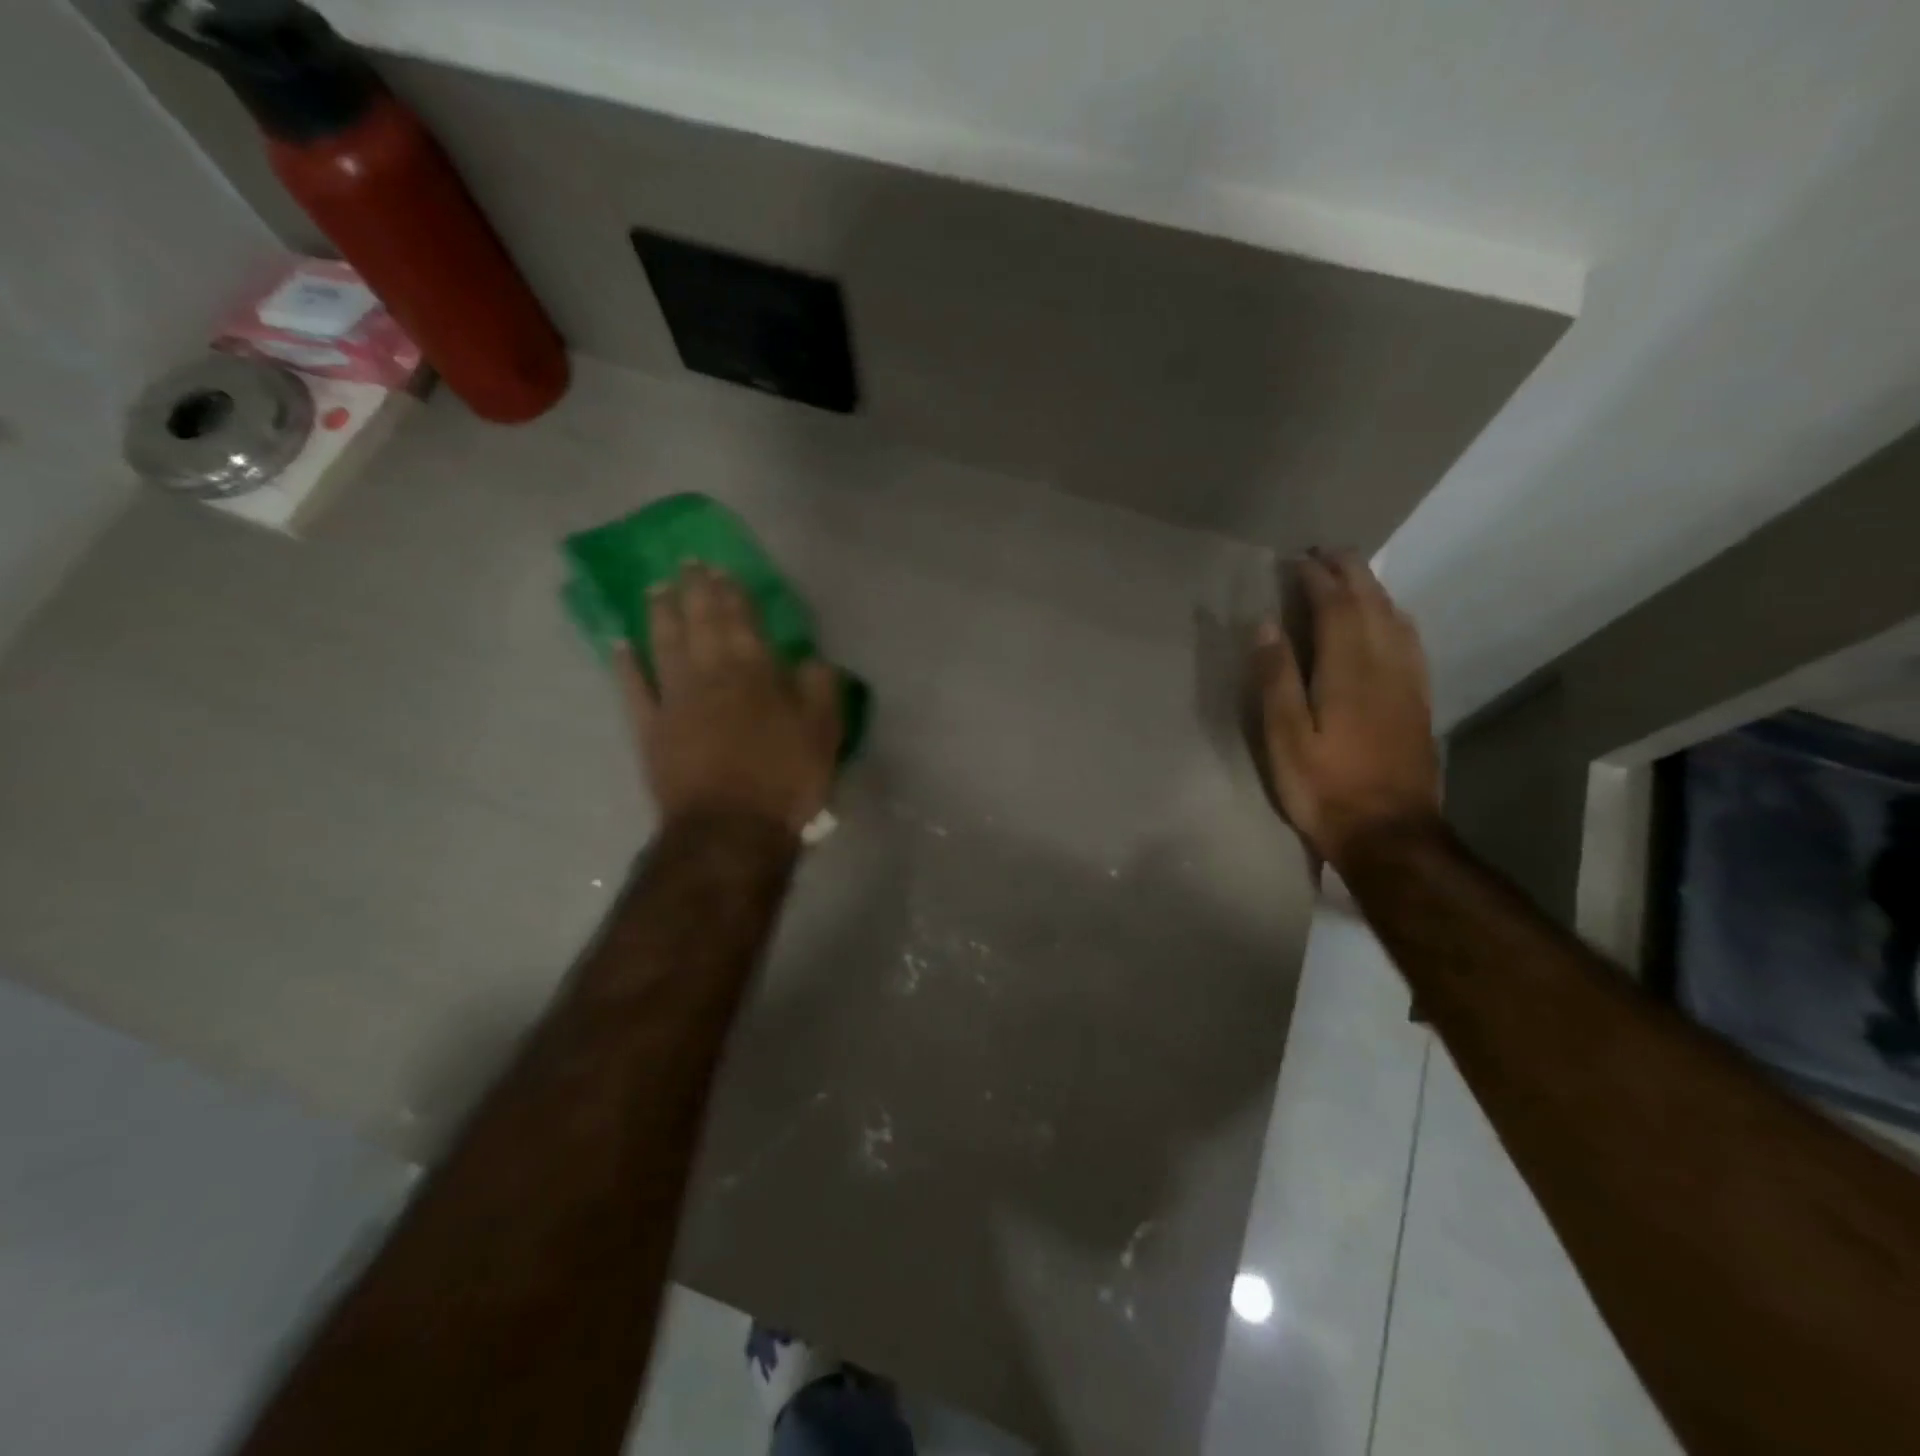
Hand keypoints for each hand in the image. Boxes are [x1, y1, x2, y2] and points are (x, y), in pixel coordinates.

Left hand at [617, 564, 840, 834]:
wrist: (731, 830)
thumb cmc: (785, 780)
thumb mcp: (823, 733)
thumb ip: (819, 688)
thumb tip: (811, 659)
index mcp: (755, 672)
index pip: (742, 620)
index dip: (733, 593)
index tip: (723, 569)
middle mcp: (711, 674)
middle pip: (701, 623)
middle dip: (696, 590)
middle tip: (688, 564)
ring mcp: (675, 700)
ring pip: (664, 645)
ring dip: (660, 614)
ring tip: (657, 588)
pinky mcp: (650, 729)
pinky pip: (633, 689)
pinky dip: (625, 664)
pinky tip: (618, 644)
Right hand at [1254, 550, 1441, 867]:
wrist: (1390, 834)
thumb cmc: (1325, 788)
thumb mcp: (1285, 738)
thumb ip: (1277, 678)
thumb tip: (1267, 625)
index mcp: (1348, 671)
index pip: (1335, 608)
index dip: (1316, 579)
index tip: (1296, 560)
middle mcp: (1385, 666)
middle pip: (1371, 604)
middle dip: (1349, 572)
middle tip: (1325, 552)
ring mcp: (1408, 684)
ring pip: (1396, 619)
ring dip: (1373, 589)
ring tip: (1352, 576)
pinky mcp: (1419, 703)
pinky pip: (1411, 643)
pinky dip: (1395, 618)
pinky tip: (1391, 620)